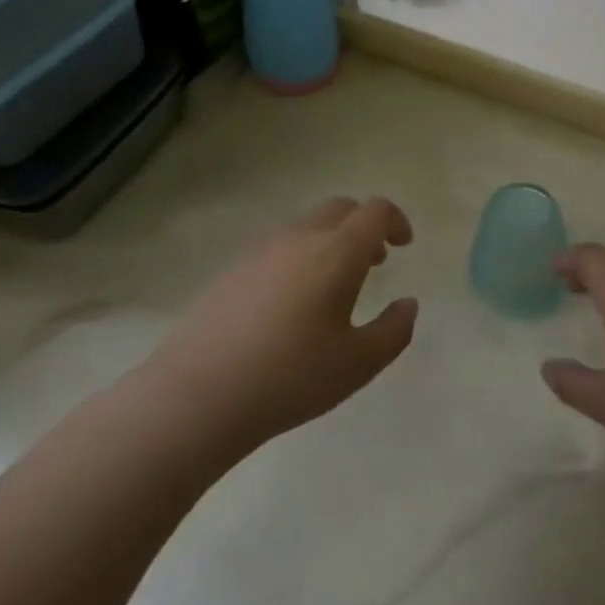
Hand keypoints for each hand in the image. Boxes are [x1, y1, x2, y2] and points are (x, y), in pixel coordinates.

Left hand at [150, 196, 417, 457]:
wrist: (197, 395)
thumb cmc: (290, 377)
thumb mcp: (359, 364)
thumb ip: (394, 330)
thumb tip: (408, 304)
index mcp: (336, 252)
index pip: (374, 212)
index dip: (395, 221)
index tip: (404, 245)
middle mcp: (299, 238)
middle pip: (339, 209)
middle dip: (363, 226)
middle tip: (374, 262)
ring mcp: (259, 251)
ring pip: (305, 226)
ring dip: (330, 240)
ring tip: (334, 284)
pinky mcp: (231, 270)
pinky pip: (277, 247)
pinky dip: (299, 256)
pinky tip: (291, 303)